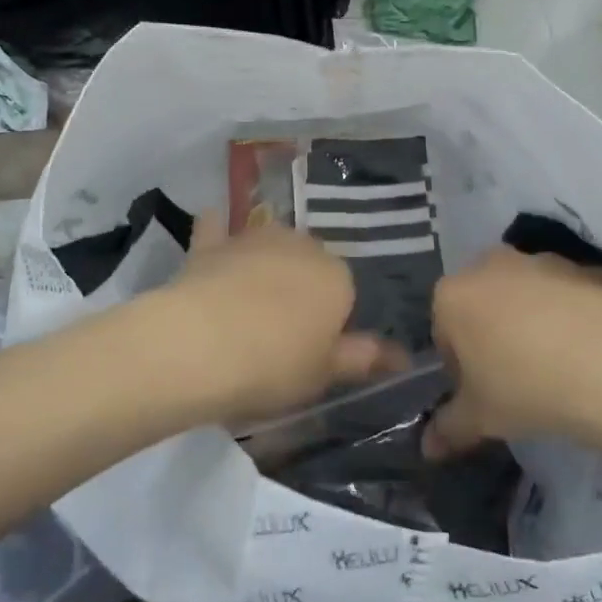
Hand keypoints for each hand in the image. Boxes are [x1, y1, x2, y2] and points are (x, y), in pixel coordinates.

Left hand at [156, 213, 404, 426]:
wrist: (198, 345)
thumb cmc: (273, 365)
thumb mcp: (324, 373)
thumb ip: (362, 358)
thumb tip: (403, 356)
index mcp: (337, 277)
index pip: (345, 293)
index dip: (331, 322)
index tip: (314, 350)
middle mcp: (301, 246)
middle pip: (309, 264)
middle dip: (302, 288)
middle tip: (282, 331)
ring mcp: (254, 239)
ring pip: (270, 245)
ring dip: (267, 261)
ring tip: (251, 299)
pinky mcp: (211, 243)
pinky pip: (218, 228)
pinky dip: (218, 228)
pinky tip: (214, 227)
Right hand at [425, 246, 601, 454]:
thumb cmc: (526, 387)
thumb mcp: (481, 418)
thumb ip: (448, 429)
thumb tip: (428, 447)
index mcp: (453, 295)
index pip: (443, 332)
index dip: (461, 366)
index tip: (484, 392)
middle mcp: (490, 265)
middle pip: (483, 304)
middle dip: (493, 334)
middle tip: (517, 378)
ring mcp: (541, 260)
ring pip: (525, 294)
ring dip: (532, 321)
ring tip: (559, 366)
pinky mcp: (585, 267)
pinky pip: (567, 295)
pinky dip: (571, 315)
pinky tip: (590, 351)